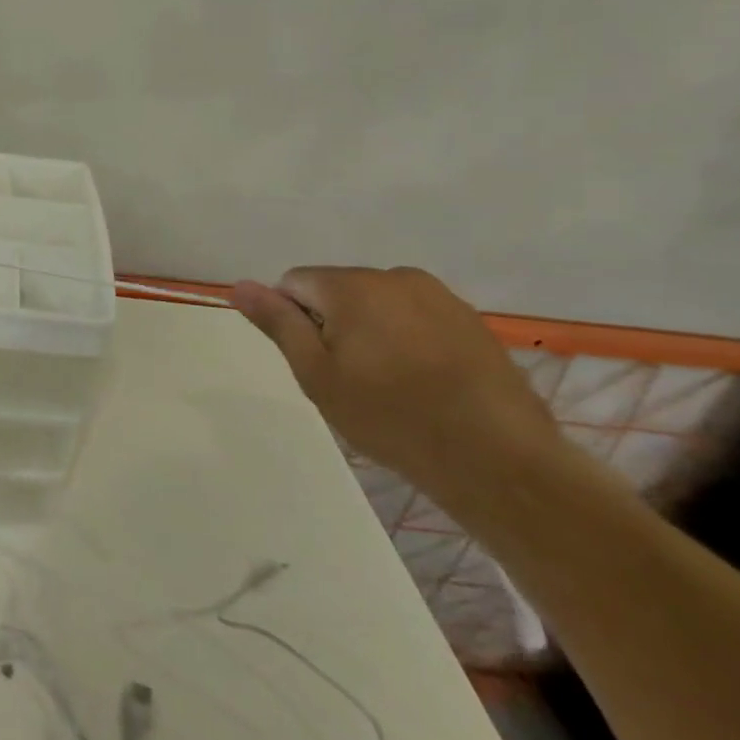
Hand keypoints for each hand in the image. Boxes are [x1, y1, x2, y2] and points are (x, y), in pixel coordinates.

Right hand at [231, 267, 562, 503]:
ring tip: (389, 384)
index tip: (315, 362)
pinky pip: (417, 318)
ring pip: (379, 304)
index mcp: (352, 285)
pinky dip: (409, 341)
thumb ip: (278, 323)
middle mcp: (395, 277)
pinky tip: (423, 384)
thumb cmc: (392, 417)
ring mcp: (441, 297)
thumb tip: (239, 285)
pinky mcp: (472, 322)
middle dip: (332, 323)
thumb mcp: (317, 375)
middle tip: (349, 379)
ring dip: (371, 331)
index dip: (293, 321)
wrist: (501, 462)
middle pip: (338, 289)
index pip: (294, 282)